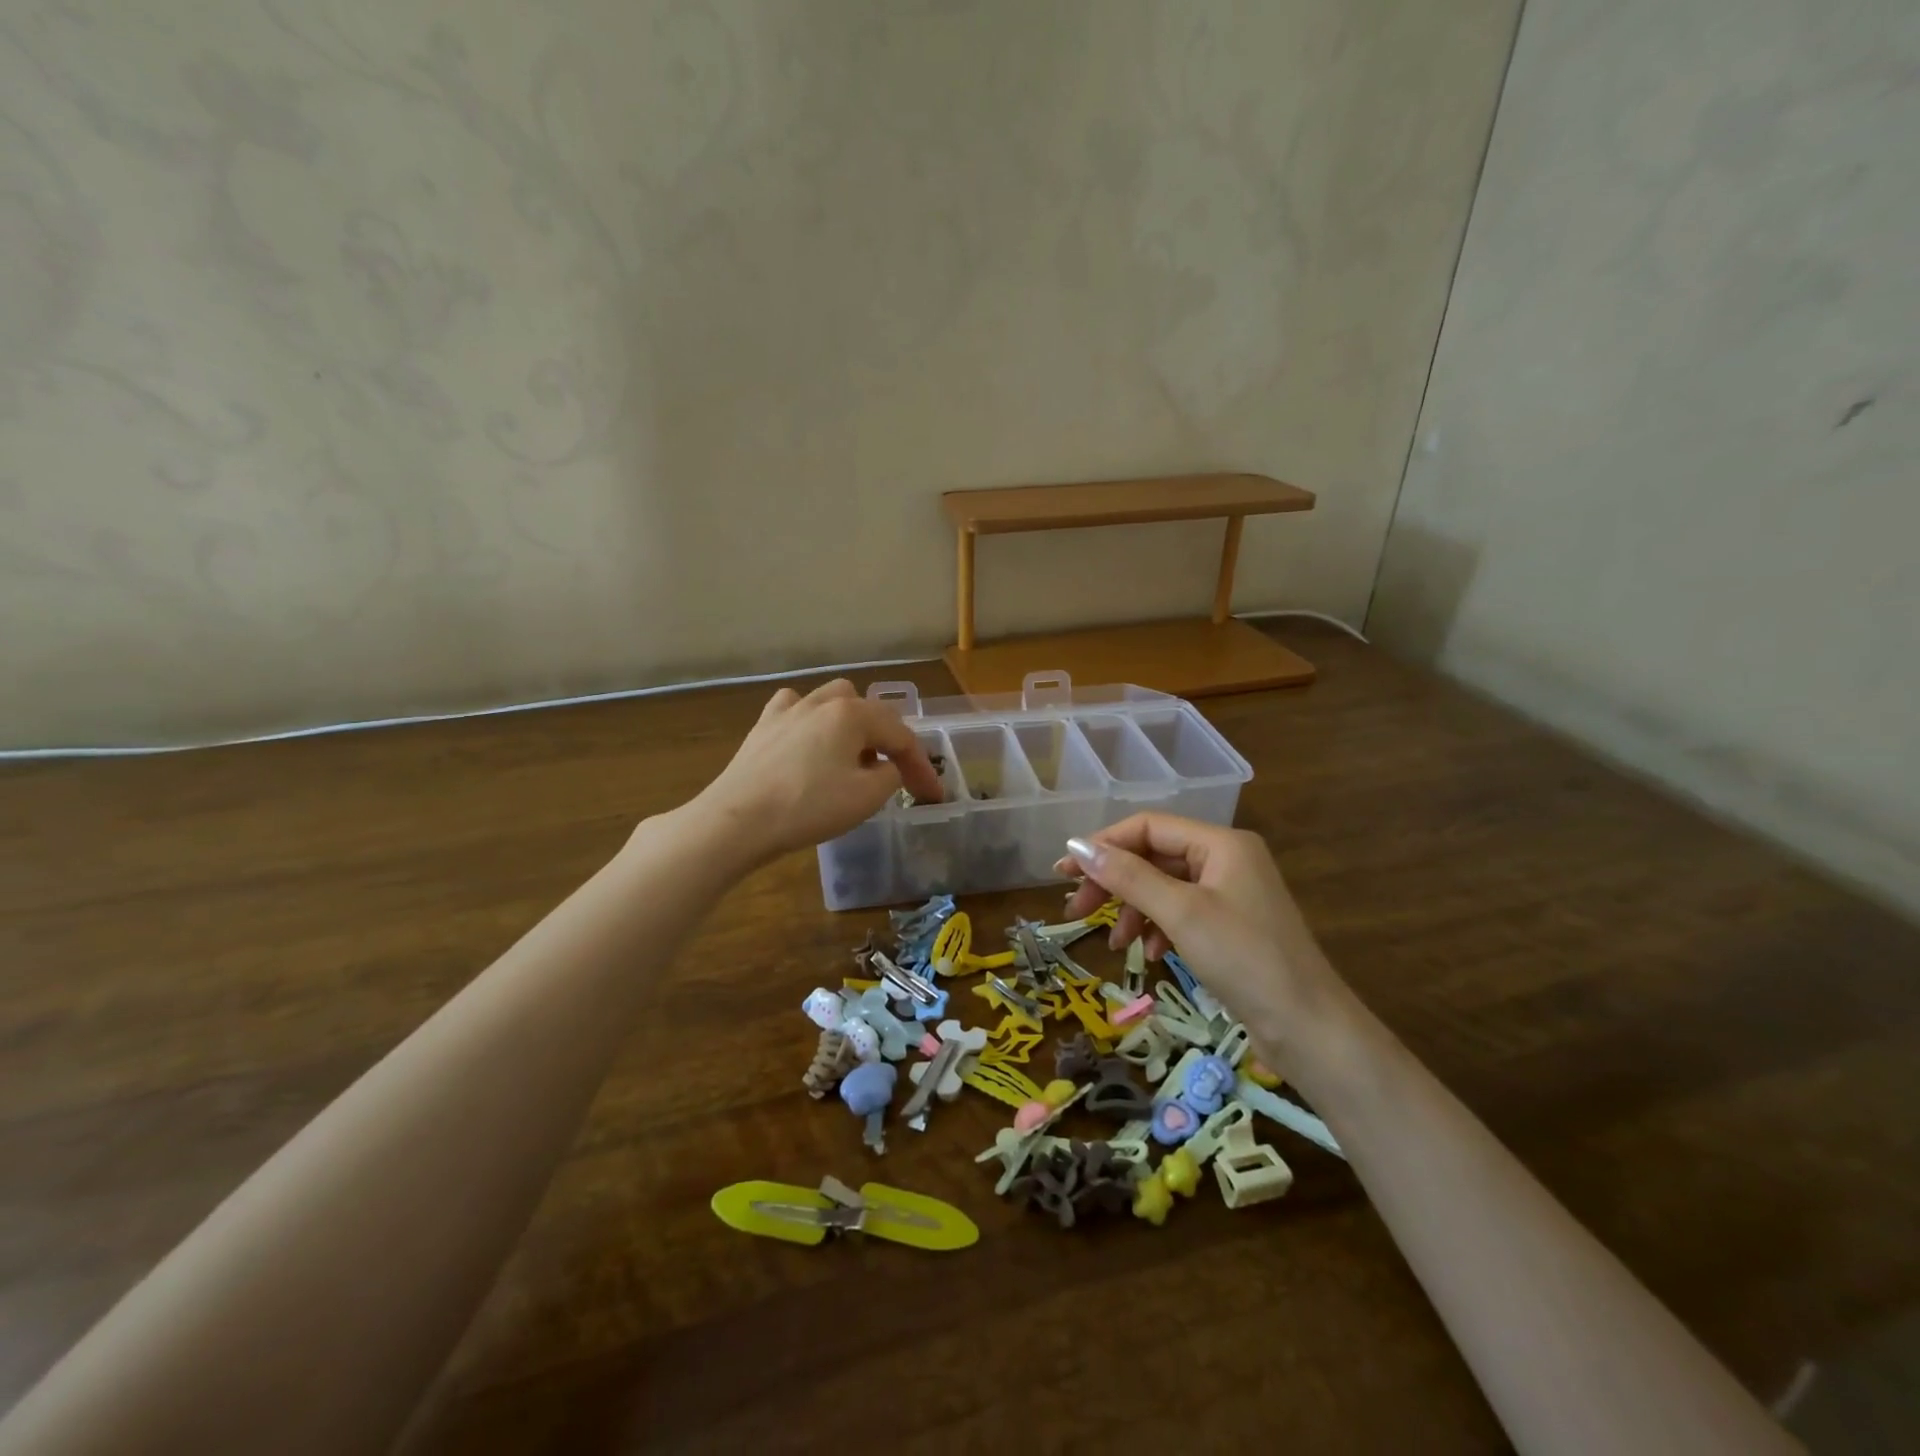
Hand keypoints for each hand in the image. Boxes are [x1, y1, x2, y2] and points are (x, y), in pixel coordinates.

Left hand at [689, 679, 941, 865]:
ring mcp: (788, 711)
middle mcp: (822, 701)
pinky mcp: (762, 727)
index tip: (933, 795)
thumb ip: (891, 776)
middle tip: (894, 773)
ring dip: (851, 723)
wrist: (737, 820)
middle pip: (869, 711)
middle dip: (888, 739)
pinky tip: (809, 741)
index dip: (921, 766)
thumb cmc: (808, 807)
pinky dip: (811, 722)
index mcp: (853, 714)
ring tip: (853, 754)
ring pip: (832, 700)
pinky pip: (795, 710)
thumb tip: (886, 767)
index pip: (900, 735)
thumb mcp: (866, 797)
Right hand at [1056, 814, 1344, 1048]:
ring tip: (1113, 943)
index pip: (1148, 827)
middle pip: (1154, 857)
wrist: (1310, 1029)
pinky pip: (1181, 913)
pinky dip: (1158, 928)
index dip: (1104, 845)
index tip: (1065, 872)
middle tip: (1076, 909)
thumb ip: (1129, 876)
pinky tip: (1149, 953)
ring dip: (1133, 909)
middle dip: (1114, 882)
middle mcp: (1227, 859)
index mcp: (1221, 843)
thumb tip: (1078, 847)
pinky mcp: (1232, 926)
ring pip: (1164, 887)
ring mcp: (1231, 893)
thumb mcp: (1181, 913)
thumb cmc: (1245, 959)